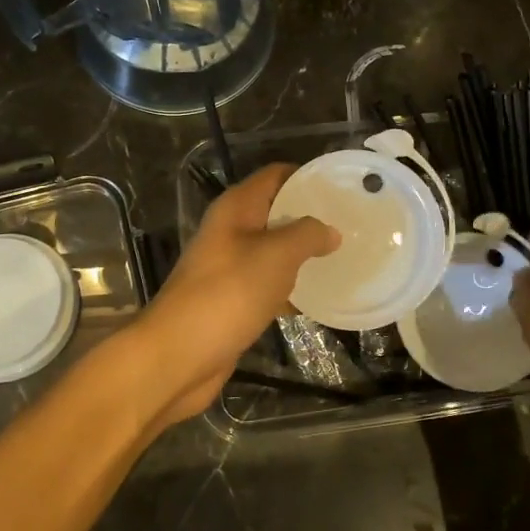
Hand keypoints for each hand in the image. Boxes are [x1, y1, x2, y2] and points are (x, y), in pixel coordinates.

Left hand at [124, 165, 338, 432]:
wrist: (178, 355)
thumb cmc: (228, 293)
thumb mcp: (276, 255)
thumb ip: (308, 235)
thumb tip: (330, 230)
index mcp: (236, 208)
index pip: (276, 175)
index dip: (307, 175)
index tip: (342, 187)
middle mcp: (230, 230)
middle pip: (276, 211)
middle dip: (310, 216)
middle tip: (351, 223)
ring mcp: (229, 266)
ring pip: (274, 249)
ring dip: (303, 252)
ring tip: (344, 255)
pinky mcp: (232, 299)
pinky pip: (268, 283)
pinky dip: (291, 287)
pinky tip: (320, 296)